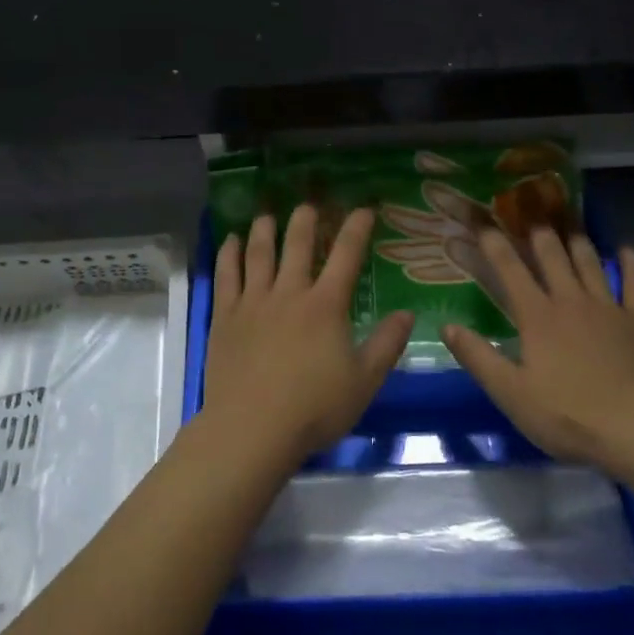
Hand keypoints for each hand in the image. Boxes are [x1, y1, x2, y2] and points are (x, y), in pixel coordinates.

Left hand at [203, 204, 413, 461]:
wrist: (252, 429)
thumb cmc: (314, 408)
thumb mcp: (364, 381)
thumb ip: (387, 344)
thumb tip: (408, 314)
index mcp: (326, 305)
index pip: (346, 255)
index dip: (357, 228)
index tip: (364, 209)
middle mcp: (289, 293)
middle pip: (298, 245)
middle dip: (306, 220)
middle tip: (310, 205)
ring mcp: (253, 302)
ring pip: (259, 253)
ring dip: (265, 230)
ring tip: (268, 214)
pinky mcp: (225, 317)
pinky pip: (226, 276)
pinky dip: (229, 254)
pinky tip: (231, 241)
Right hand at [443, 229, 633, 467]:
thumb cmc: (566, 414)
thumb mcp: (510, 393)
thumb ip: (478, 357)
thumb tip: (447, 326)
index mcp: (537, 316)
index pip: (510, 270)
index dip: (494, 244)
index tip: (482, 223)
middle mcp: (570, 301)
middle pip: (552, 256)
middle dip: (537, 233)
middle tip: (529, 213)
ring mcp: (607, 309)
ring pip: (589, 263)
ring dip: (577, 241)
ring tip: (568, 224)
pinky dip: (631, 264)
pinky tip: (627, 250)